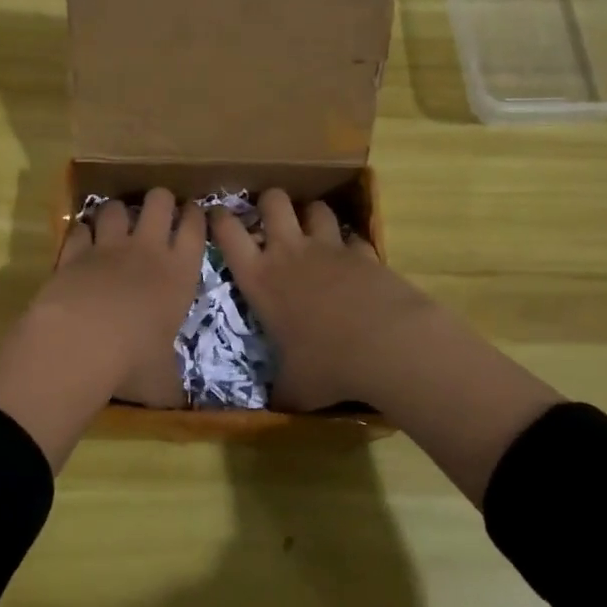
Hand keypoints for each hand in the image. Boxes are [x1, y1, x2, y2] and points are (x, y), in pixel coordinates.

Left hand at [0, 189, 203, 468]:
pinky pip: (80, 229)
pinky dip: (82, 232)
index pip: (196, 229)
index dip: (196, 215)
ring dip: (118, 212)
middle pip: (159, 202)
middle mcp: (147, 250)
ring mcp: (107, 247)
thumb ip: (172, 383)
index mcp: (179, 274)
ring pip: (116, 207)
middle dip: (160, 200)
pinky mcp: (73, 253)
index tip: (194, 213)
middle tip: (158, 211)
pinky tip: (83, 242)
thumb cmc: (133, 363)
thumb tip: (180, 404)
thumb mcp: (163, 381)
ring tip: (116, 222)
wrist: (80, 345)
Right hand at [210, 190, 562, 498]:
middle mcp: (290, 252)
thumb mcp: (295, 387)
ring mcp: (330, 248)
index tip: (217, 217)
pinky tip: (353, 260)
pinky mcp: (365, 252)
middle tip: (271, 218)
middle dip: (269, 202)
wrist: (389, 346)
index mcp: (260, 278)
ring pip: (315, 208)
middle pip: (273, 201)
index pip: (228, 233)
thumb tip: (274, 405)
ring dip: (311, 215)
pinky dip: (350, 244)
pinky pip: (353, 236)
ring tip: (312, 231)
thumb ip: (280, 389)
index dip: (219, 219)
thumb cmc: (327, 365)